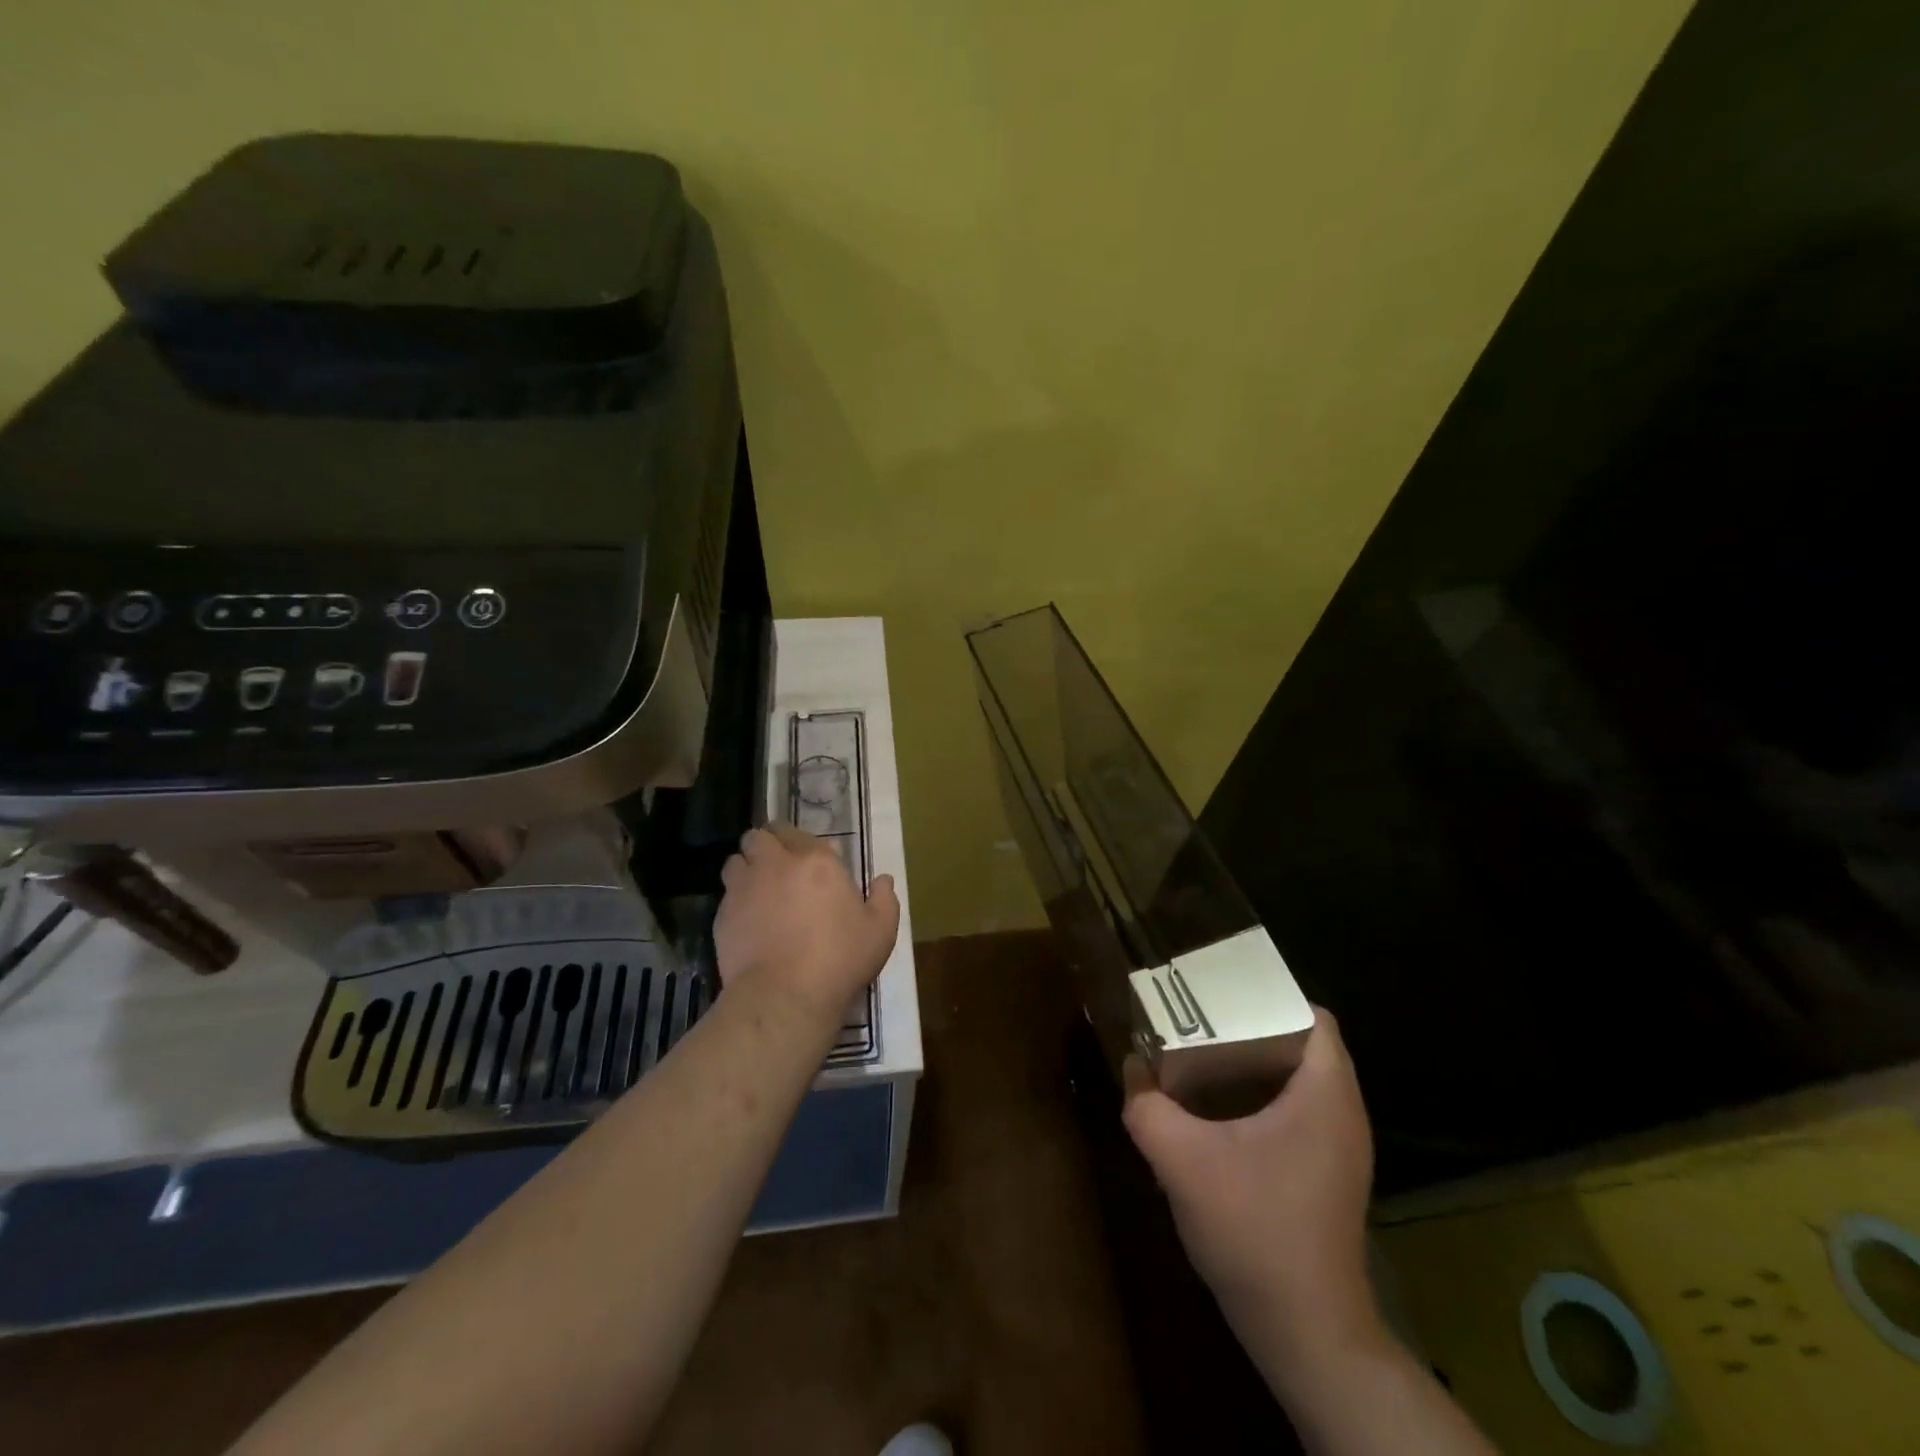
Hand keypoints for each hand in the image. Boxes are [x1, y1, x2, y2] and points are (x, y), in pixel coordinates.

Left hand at [714, 823, 899, 1017]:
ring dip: (746, 869)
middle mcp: (776, 865)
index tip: (807, 860)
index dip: (798, 842)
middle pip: (759, 837)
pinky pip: (726, 896)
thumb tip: (883, 879)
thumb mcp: (880, 931)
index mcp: (816, 861)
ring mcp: (744, 889)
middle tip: (778, 866)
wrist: (785, 997)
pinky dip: (735, 902)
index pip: (797, 832)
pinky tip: (748, 922)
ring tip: (758, 890)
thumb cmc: (839, 959)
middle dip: (766, 845)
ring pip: (735, 861)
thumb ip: (884, 899)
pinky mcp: (722, 916)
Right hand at [1122, 1010, 1379, 1364]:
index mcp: (1324, 1094)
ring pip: (1300, 1080)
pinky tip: (1219, 1114)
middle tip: (1200, 1022)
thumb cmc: (1253, 1229)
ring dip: (1255, 1064)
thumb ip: (1146, 1105)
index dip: (1269, 997)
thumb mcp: (1180, 1159)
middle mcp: (1343, 1113)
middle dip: (1251, 1027)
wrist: (1305, 1332)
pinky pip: (1299, 1111)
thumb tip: (1131, 1066)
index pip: (1313, 1016)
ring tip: (1203, 1059)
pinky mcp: (1328, 1175)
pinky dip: (1263, 1098)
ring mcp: (1340, 1148)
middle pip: (1303, 1043)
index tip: (1221, 997)